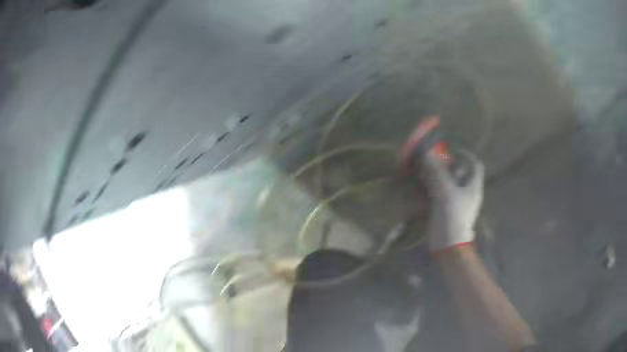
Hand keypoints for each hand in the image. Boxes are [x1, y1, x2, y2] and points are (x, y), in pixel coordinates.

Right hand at [421, 150, 484, 251]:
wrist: (448, 245)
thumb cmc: (452, 217)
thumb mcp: (445, 192)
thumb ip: (436, 173)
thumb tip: (427, 154)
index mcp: (473, 187)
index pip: (476, 165)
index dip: (466, 155)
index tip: (452, 151)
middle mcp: (468, 193)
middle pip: (462, 173)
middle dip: (448, 165)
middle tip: (434, 161)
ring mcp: (459, 203)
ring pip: (451, 184)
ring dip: (439, 177)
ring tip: (426, 172)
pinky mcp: (449, 211)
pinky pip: (443, 195)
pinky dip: (434, 189)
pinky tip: (423, 188)